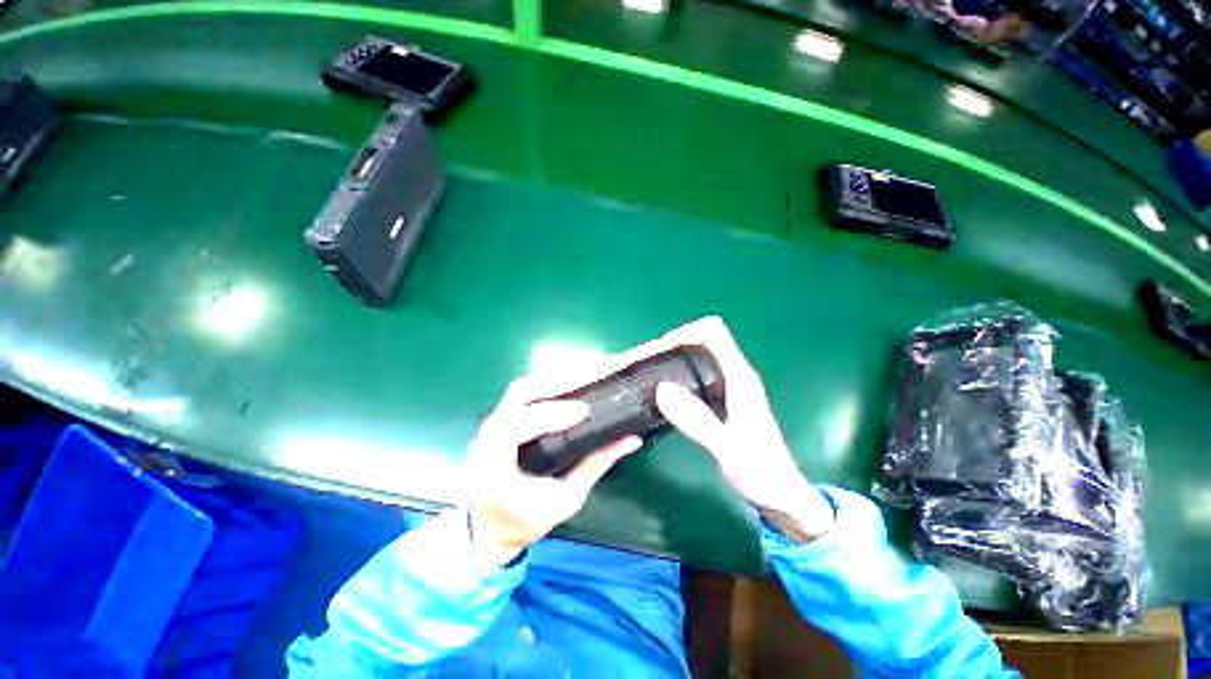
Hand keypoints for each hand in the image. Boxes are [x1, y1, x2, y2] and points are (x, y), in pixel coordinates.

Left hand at [467, 376, 641, 566]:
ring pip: (525, 387)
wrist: (489, 527)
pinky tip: (573, 385)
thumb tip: (630, 440)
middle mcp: (490, 433)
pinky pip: (528, 392)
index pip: (517, 427)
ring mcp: (495, 420)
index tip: (584, 410)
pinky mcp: (504, 416)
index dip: (550, 414)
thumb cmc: (524, 520)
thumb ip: (594, 467)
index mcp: (495, 461)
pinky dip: (552, 385)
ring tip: (589, 376)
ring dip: (558, 380)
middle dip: (559, 383)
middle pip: (522, 392)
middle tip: (594, 378)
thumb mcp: (564, 501)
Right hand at [654, 317, 834, 541]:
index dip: (684, 333)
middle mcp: (734, 374)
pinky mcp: (720, 398)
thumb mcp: (729, 451)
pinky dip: (676, 372)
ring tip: (645, 371)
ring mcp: (728, 385)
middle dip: (671, 343)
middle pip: (702, 338)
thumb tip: (662, 389)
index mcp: (740, 377)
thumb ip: (697, 421)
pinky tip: (660, 388)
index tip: (658, 350)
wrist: (780, 493)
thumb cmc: (761, 473)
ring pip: (697, 354)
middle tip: (643, 361)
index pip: (712, 333)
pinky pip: (695, 372)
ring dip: (671, 356)